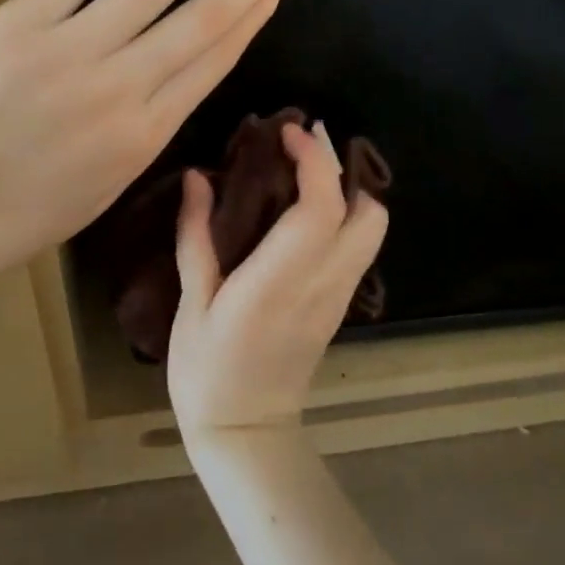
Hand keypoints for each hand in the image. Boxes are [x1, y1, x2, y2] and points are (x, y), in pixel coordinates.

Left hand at [0, 0, 298, 299]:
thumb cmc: (21, 213)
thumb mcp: (105, 186)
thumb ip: (146, 132)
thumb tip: (174, 80)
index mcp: (145, 134)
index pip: (213, 61)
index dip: (251, 18)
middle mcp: (120, 86)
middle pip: (201, 19)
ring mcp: (69, 49)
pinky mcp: (19, 23)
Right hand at [167, 122, 388, 441]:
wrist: (247, 434)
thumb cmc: (208, 370)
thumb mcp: (192, 303)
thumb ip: (196, 236)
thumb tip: (197, 176)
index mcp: (279, 281)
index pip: (320, 209)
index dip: (314, 162)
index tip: (289, 131)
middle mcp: (322, 284)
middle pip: (366, 214)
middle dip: (342, 167)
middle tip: (303, 143)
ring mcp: (338, 297)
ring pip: (373, 230)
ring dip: (350, 189)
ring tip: (306, 171)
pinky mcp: (340, 306)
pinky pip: (360, 247)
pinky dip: (348, 214)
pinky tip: (308, 209)